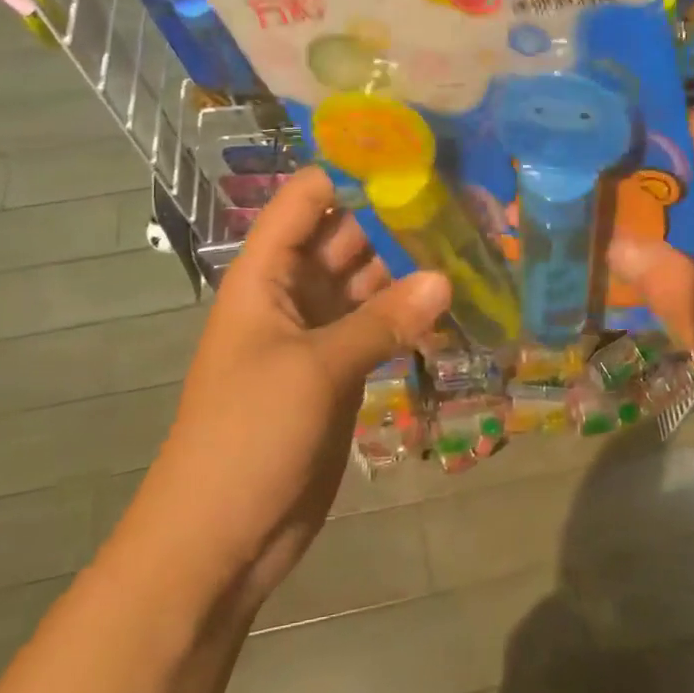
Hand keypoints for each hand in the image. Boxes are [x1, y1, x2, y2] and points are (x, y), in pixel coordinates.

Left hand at [124, 168, 448, 611]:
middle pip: (346, 237)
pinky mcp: (340, 371)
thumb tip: (446, 277)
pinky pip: (379, 327)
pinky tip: (456, 300)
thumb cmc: (248, 435)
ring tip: (473, 240)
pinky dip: (410, 314)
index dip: (354, 172)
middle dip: (397, 218)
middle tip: (465, 197)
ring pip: (368, 282)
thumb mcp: (315, 369)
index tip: (417, 155)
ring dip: (411, 266)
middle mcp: (292, 292)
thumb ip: (382, 320)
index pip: (308, 200)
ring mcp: (318, 333)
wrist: (220, 537)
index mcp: (265, 274)